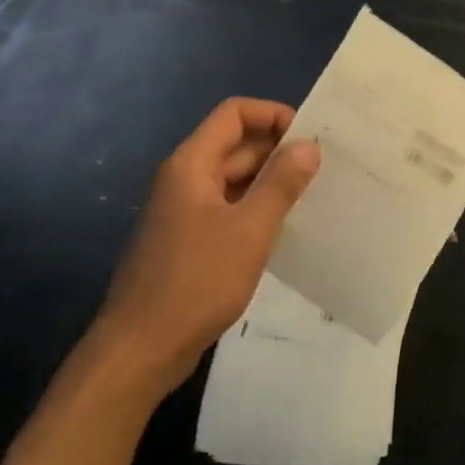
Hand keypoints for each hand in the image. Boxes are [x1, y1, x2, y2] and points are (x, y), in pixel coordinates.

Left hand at [89, 98, 320, 399]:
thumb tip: (309, 145)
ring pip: (235, 179)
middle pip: (236, 145)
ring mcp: (185, 211)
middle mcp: (185, 179)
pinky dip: (257, 208)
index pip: (234, 114)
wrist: (140, 350)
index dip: (273, 115)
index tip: (310, 136)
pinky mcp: (189, 240)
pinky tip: (286, 228)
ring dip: (271, 181)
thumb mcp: (250, 230)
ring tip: (314, 194)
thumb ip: (281, 183)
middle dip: (279, 150)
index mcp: (192, 164)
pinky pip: (229, 208)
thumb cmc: (196, 282)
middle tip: (324, 167)